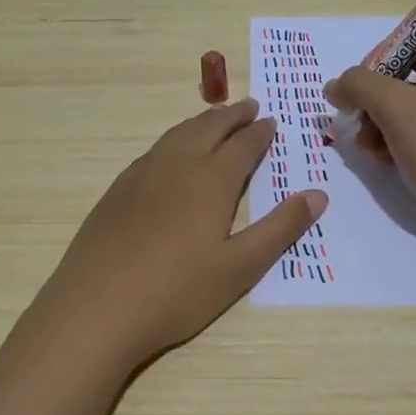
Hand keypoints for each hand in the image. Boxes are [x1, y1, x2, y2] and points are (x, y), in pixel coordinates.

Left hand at [32, 99, 326, 369]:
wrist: (96, 308)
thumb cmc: (177, 291)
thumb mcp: (240, 267)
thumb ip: (280, 228)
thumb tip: (318, 194)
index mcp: (210, 180)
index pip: (242, 145)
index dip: (259, 132)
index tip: (270, 120)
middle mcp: (176, 165)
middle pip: (208, 128)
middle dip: (231, 116)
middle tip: (248, 106)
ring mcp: (140, 175)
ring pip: (177, 134)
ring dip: (200, 123)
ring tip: (214, 120)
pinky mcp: (116, 192)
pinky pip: (153, 151)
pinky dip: (174, 140)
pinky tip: (171, 155)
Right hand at [325, 23, 415, 235]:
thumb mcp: (396, 109)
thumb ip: (359, 85)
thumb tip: (336, 85)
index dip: (384, 49)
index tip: (364, 81)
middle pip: (405, 67)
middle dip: (373, 94)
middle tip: (355, 120)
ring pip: (406, 100)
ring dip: (378, 120)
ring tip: (366, 148)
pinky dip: (395, 138)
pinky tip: (383, 161)